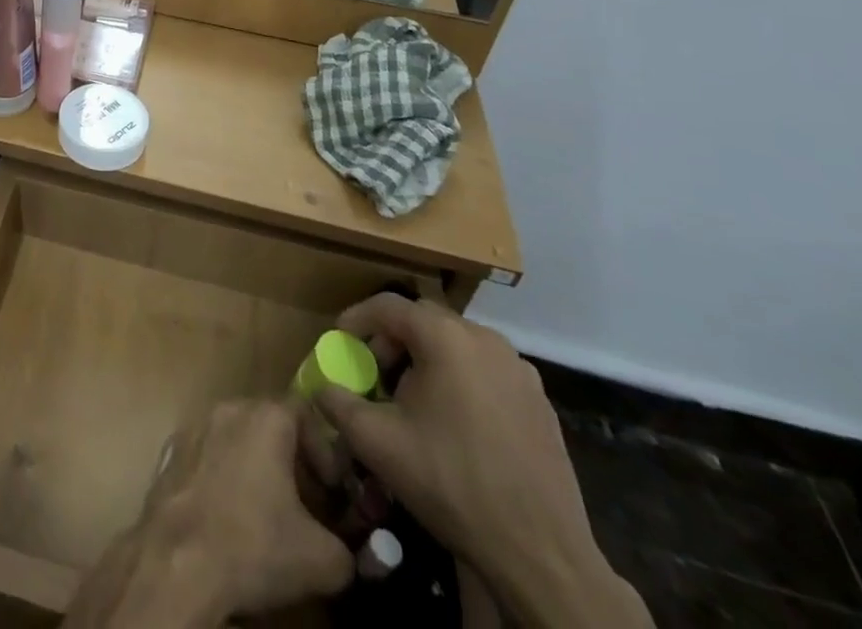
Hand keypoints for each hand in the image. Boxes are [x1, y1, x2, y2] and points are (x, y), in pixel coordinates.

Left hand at [142, 400, 354, 618]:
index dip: (324, 450)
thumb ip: (347, 549)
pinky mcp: (171, 451)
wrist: (178, 561)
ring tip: (269, 513)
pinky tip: (229, 517)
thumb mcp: (322, 560)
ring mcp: (195, 427)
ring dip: (257, 467)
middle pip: (269, 423)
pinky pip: (209, 455)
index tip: (332, 492)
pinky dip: (225, 476)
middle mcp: (228, 409)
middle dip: (293, 460)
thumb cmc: (254, 545)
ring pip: (237, 437)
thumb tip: (346, 552)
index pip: (305, 413)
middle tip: (306, 505)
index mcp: (265, 418)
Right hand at [305, 296, 649, 628]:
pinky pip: (486, 373)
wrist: (540, 555)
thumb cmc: (451, 483)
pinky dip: (460, 381)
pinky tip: (453, 424)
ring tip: (411, 401)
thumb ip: (337, 403)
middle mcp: (485, 340)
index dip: (356, 320)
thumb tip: (321, 388)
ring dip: (427, 361)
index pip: (387, 306)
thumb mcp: (376, 442)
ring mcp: (519, 371)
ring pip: (457, 346)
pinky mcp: (540, 403)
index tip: (340, 344)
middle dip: (391, 342)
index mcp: (445, 337)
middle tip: (373, 375)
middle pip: (423, 322)